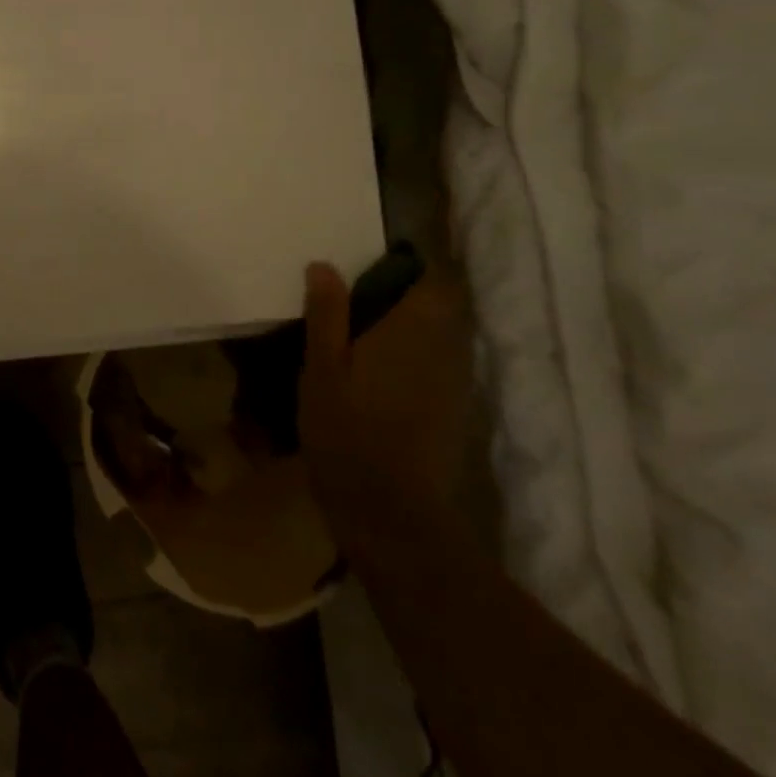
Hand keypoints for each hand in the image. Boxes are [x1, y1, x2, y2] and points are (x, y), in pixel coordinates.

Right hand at [297, 262, 471, 552]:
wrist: (392, 512)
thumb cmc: (347, 433)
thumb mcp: (320, 369)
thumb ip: (326, 315)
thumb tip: (324, 264)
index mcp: (412, 331)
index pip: (436, 280)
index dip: (413, 266)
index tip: (376, 264)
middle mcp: (445, 349)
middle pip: (441, 305)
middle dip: (408, 294)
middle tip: (360, 297)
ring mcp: (454, 382)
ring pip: (442, 335)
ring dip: (412, 325)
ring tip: (366, 332)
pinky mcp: (454, 409)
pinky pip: (440, 363)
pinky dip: (416, 355)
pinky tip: (380, 372)